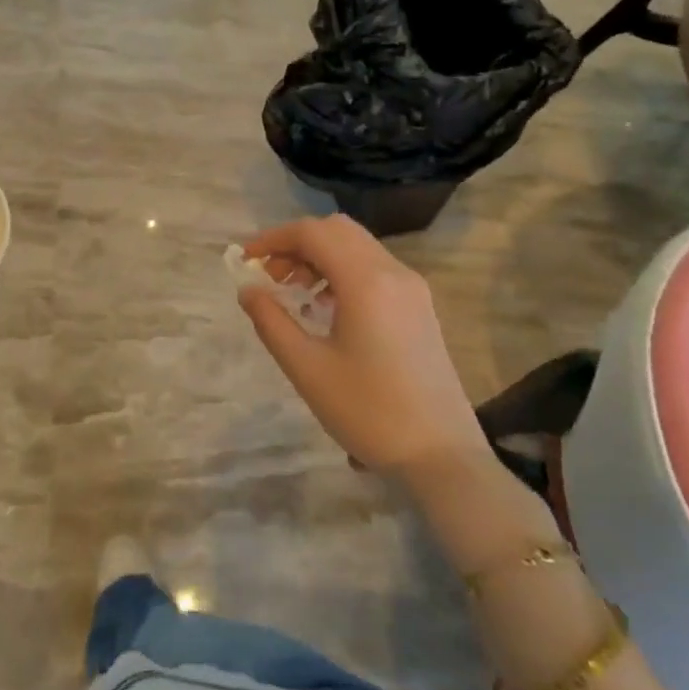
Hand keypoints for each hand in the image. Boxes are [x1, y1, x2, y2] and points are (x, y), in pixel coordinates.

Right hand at [235, 214, 487, 481]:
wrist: (443, 458)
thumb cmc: (369, 412)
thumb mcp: (307, 368)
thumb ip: (271, 321)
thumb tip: (248, 289)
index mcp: (366, 281)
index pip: (312, 233)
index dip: (273, 238)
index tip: (245, 260)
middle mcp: (392, 272)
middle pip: (336, 230)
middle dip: (296, 243)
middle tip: (269, 274)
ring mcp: (412, 288)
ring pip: (356, 246)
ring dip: (319, 256)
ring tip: (292, 291)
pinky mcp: (420, 307)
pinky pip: (374, 268)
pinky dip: (342, 271)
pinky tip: (326, 308)